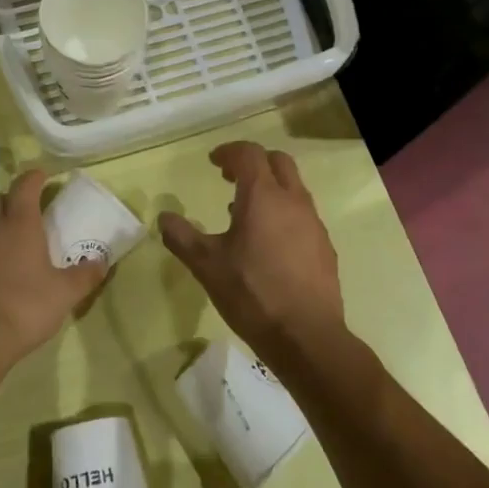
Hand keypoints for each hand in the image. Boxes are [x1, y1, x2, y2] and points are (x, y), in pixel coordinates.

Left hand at [0, 170, 107, 370]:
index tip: (43, 176)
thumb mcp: (66, 293)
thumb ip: (86, 275)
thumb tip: (102, 262)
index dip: (34, 178)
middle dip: (10, 201)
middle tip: (25, 213)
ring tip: (2, 243)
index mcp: (20, 225)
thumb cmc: (27, 307)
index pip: (25, 187)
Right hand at [159, 142, 346, 368]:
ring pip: (293, 188)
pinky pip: (302, 215)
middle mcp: (293, 201)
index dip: (229, 152)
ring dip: (269, 188)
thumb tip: (164, 217)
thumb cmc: (252, 293)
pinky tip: (268, 243)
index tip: (213, 162)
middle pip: (278, 162)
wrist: (306, 335)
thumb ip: (182, 237)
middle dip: (253, 162)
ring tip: (244, 211)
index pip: (249, 154)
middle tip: (230, 177)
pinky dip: (283, 212)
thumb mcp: (206, 265)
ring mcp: (314, 223)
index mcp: (263, 196)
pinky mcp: (324, 246)